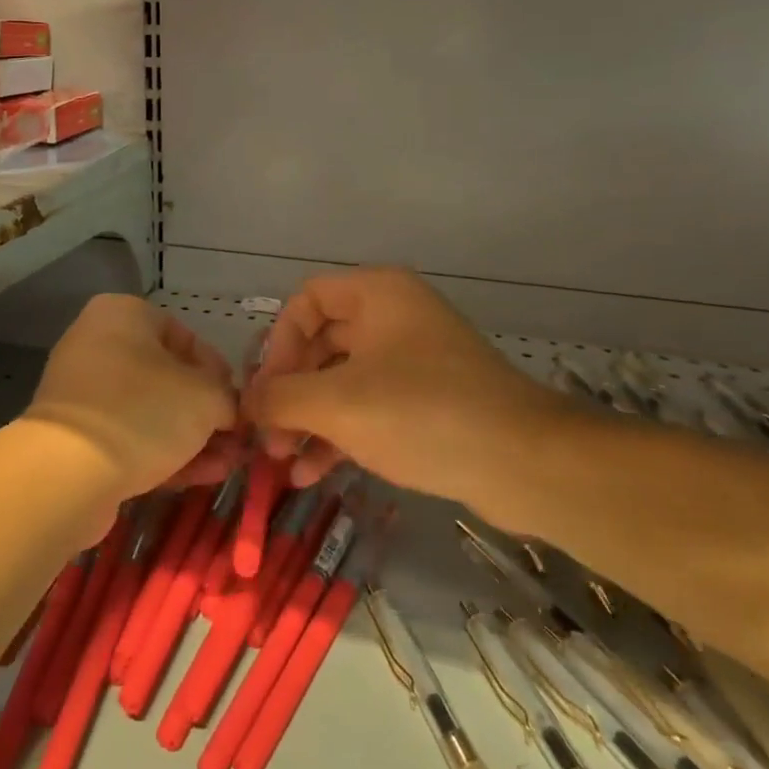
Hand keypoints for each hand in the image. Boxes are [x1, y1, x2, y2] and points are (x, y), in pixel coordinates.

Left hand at [26, 295, 240, 499]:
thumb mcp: (206, 397)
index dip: (218, 373)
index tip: (237, 405)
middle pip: (167, 377)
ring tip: (225, 467)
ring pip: (150, 412)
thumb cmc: (144, 410)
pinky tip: (199, 478)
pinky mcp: (75, 436)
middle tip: (234, 441)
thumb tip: (228, 409)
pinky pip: (128, 437)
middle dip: (205, 413)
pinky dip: (162, 453)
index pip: (185, 337)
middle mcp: (98, 343)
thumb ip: (226, 396)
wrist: (67, 474)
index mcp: (123, 313)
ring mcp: (83, 391)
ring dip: (190, 439)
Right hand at [242, 270, 577, 519]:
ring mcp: (413, 359)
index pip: (306, 301)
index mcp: (377, 293)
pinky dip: (340, 434)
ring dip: (309, 419)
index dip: (277, 343)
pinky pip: (369, 406)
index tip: (266, 391)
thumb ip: (281, 397)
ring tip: (283, 463)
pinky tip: (314, 475)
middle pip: (321, 343)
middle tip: (267, 436)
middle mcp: (394, 316)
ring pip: (343, 380)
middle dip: (289, 391)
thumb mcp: (339, 404)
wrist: (524, 464)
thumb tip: (244, 403)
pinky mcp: (427, 401)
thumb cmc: (423, 413)